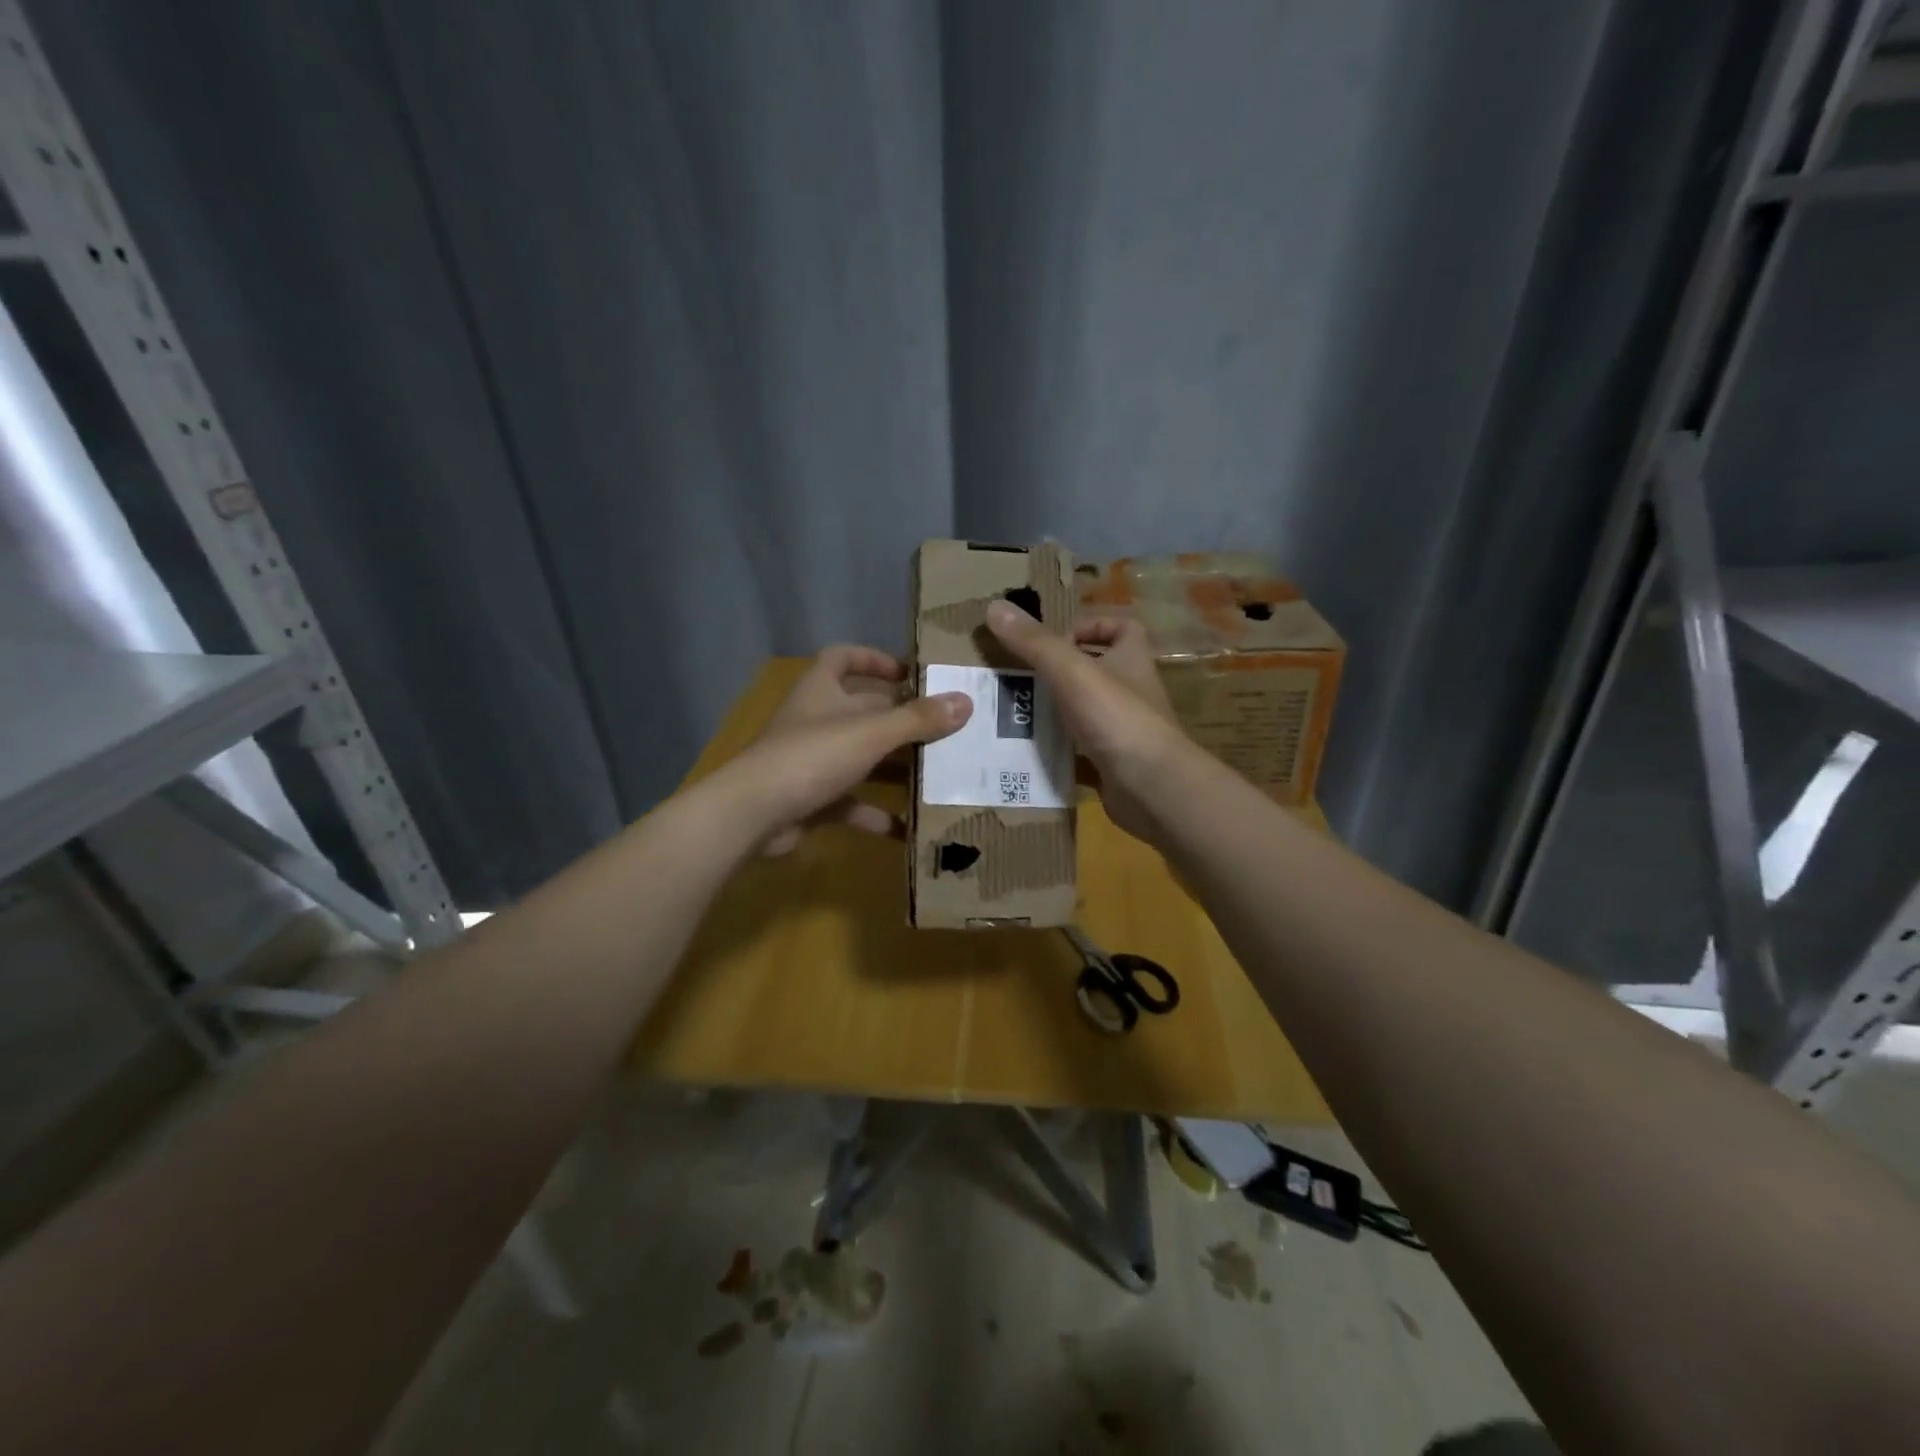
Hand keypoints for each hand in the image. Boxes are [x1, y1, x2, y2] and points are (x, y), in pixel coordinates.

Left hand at [721, 645, 970, 853]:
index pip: (843, 658)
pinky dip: (878, 814)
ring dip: (895, 767)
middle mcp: (816, 721)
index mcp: (821, 690)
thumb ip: (917, 719)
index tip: (908, 673)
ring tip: (939, 774)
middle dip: (902, 720)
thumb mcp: (871, 733)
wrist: (754, 814)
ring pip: (862, 758)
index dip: (873, 658)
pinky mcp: (813, 799)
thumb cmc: (812, 756)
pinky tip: (909, 827)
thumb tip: (966, 700)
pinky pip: (853, 803)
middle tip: (945, 729)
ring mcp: (812, 762)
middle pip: (863, 711)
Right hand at [985, 601, 1188, 839]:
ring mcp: (1127, 731)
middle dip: (1065, 672)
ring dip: (1060, 712)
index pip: (1123, 628)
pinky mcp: (1117, 764)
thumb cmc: (1115, 717)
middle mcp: (1133, 691)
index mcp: (1132, 660)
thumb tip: (994, 607)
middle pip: (1102, 670)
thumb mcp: (1070, 670)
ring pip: (1091, 712)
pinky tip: (1035, 755)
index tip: (1058, 641)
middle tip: (1025, 678)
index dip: (1093, 626)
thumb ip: (1034, 642)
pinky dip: (1063, 753)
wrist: (1150, 786)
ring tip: (1020, 714)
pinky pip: (1085, 753)